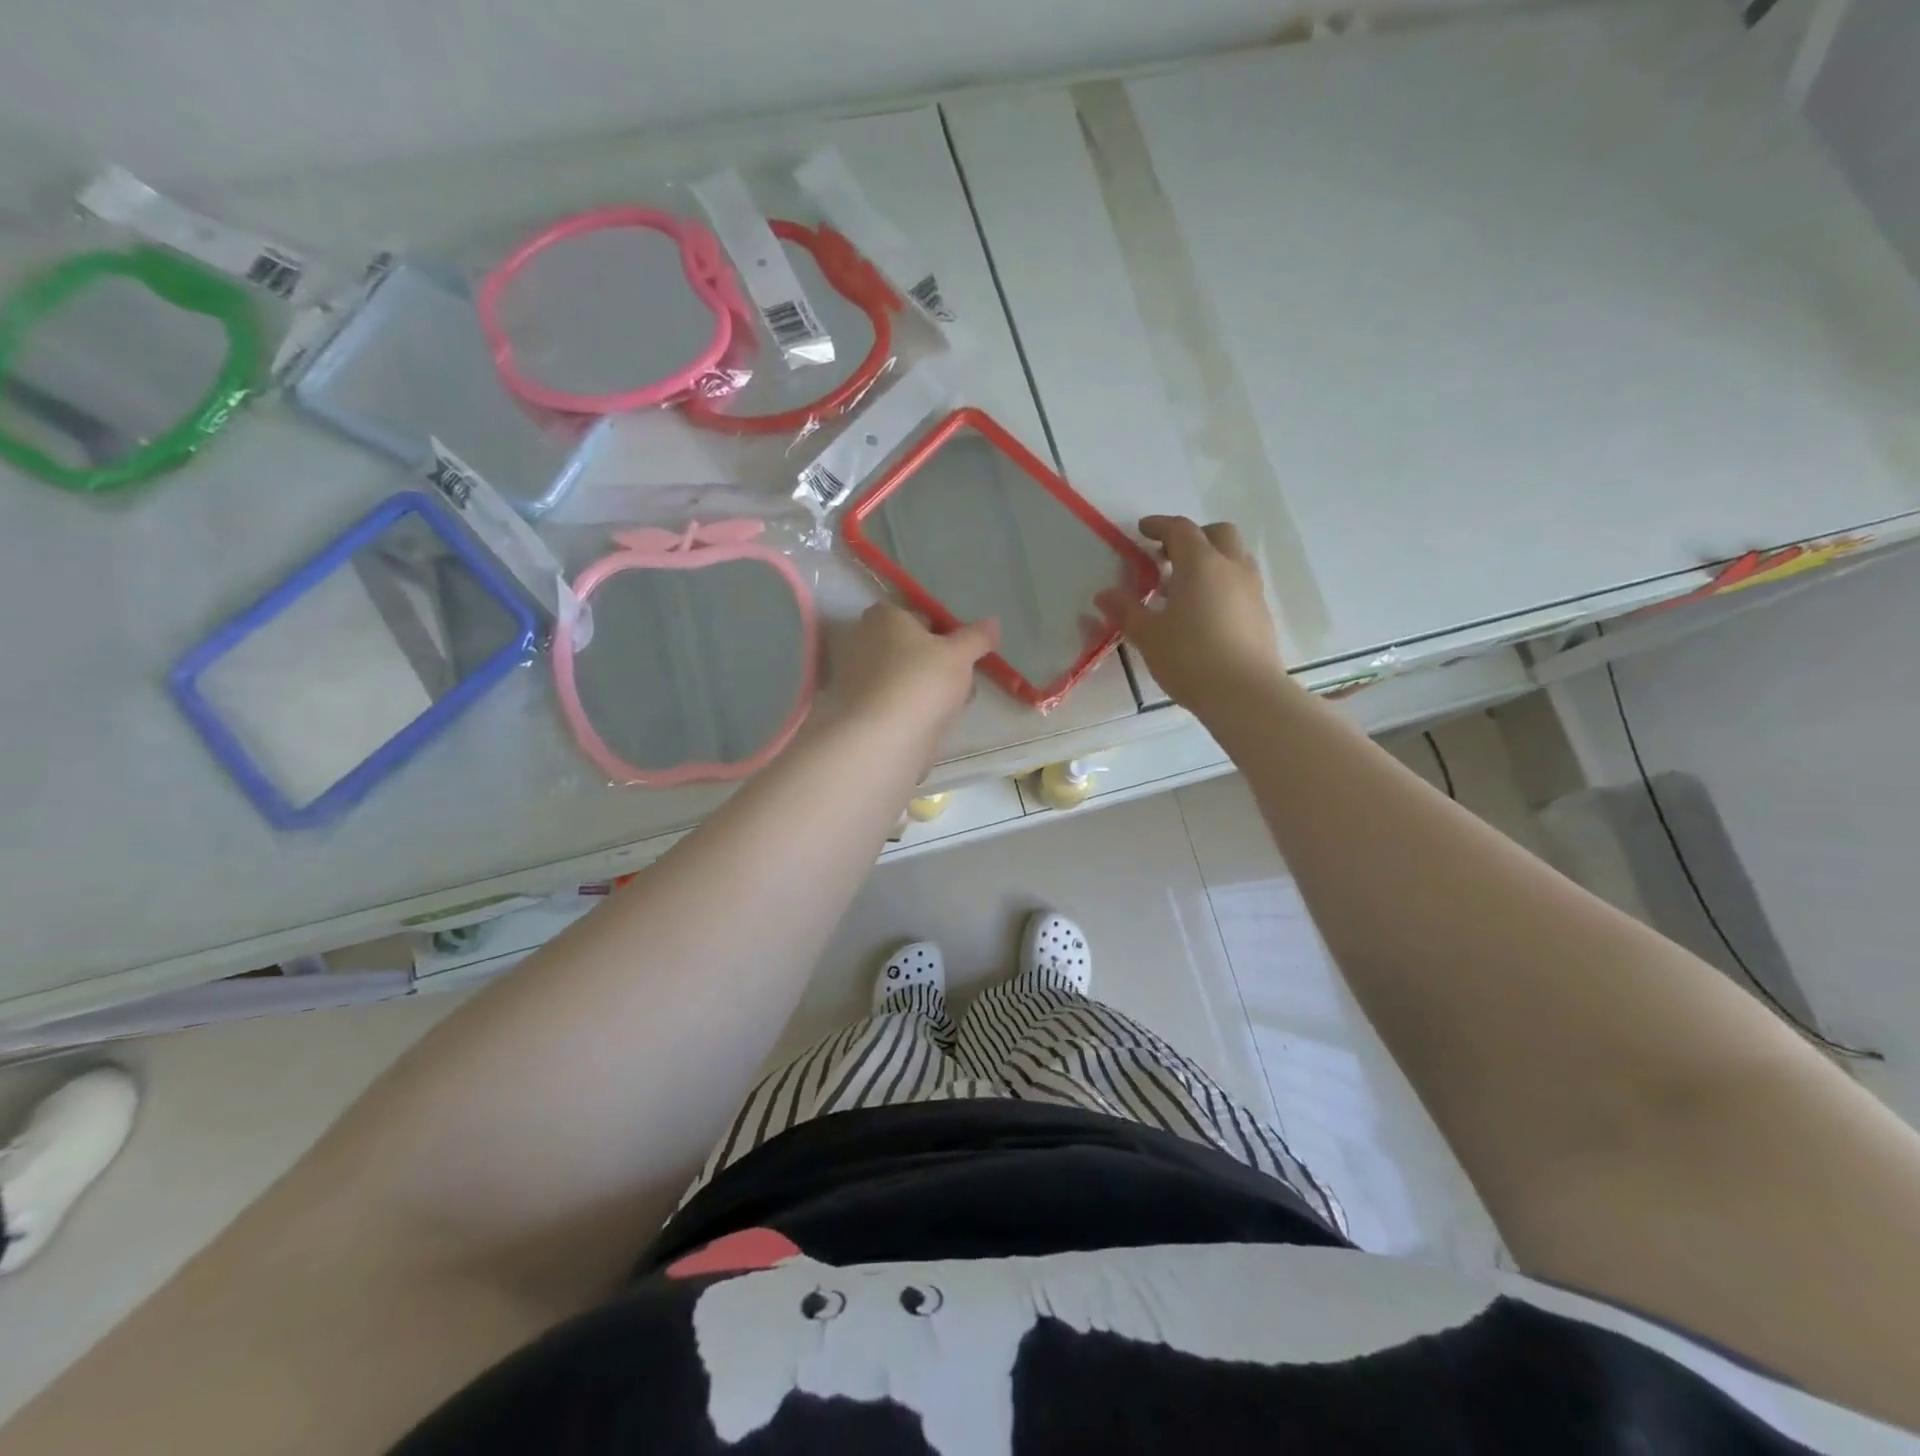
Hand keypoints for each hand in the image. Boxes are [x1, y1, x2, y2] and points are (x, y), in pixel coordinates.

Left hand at [823, 604, 996, 751]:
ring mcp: (858, 678)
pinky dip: (913, 708)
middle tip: (963, 679)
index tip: (964, 653)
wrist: (883, 739)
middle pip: (912, 648)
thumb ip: (977, 637)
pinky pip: (896, 702)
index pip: (920, 616)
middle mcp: (864, 641)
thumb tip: (993, 622)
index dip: (946, 633)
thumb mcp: (960, 655)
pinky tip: (933, 722)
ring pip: (905, 677)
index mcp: (884, 617)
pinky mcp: (861, 710)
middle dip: (938, 663)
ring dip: (929, 687)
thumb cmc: (921, 681)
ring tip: (954, 704)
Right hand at [1097, 516, 1283, 714]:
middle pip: (1218, 533)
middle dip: (1193, 537)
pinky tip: (1204, 611)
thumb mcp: (1149, 636)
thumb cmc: (1190, 658)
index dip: (1160, 526)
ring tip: (1185, 586)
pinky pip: (1241, 583)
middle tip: (1168, 556)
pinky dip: (1222, 583)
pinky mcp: (1262, 614)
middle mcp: (1232, 568)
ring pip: (1234, 557)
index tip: (1142, 530)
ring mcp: (1252, 591)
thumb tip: (1104, 595)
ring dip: (1211, 559)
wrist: (1245, 694)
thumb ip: (1126, 611)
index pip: (1181, 530)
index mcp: (1201, 564)